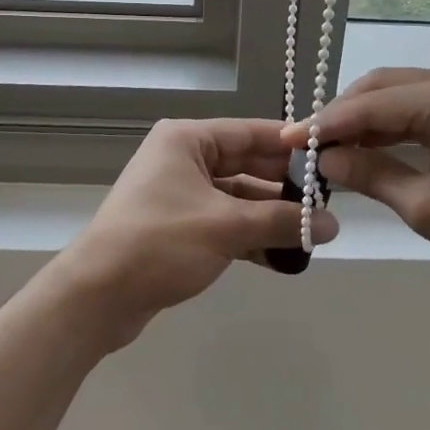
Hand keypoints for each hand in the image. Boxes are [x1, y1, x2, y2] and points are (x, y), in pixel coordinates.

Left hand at [57, 118, 338, 344]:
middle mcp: (183, 159)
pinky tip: (283, 256)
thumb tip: (333, 224)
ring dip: (270, 217)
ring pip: (238, 198)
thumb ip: (282, 222)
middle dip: (284, 188)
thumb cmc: (159, 243)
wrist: (96, 297)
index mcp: (187, 140)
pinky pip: (224, 224)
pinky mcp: (178, 228)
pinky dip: (250, 237)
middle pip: (246, 165)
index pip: (251, 132)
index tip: (330, 158)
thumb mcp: (226, 227)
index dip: (291, 145)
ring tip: (313, 235)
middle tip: (327, 204)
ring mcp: (179, 195)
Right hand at [287, 68, 429, 289]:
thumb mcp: (426, 206)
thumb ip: (371, 175)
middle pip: (383, 87)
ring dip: (366, 118)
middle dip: (344, 114)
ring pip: (401, 93)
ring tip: (333, 147)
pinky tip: (371, 146)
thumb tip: (326, 159)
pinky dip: (393, 124)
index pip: (370, 104)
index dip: (326, 123)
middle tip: (311, 145)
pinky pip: (422, 106)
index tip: (290, 140)